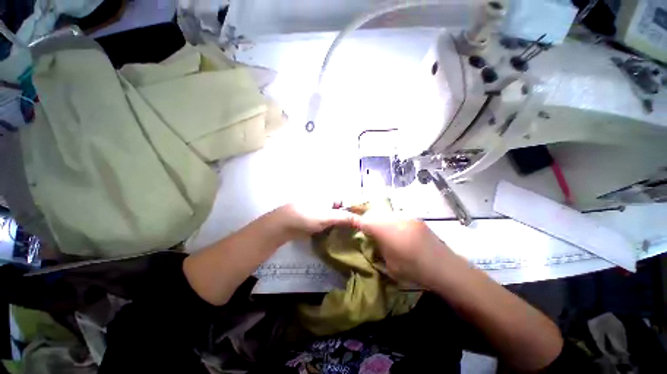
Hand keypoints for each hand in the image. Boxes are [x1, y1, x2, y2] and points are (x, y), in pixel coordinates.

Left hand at [271, 203, 359, 239]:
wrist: (284, 225)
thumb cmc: (307, 216)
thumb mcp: (328, 216)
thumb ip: (346, 218)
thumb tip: (363, 221)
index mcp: (330, 198)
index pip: (348, 202)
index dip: (356, 211)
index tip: (364, 222)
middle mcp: (327, 203)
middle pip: (343, 211)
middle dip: (350, 220)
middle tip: (360, 231)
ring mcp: (321, 213)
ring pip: (336, 219)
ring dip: (343, 226)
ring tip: (353, 236)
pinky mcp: (316, 222)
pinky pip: (329, 225)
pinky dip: (335, 230)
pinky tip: (340, 237)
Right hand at [359, 212, 458, 286]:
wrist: (445, 268)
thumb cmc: (414, 270)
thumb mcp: (389, 264)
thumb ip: (378, 248)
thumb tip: (373, 240)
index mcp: (385, 230)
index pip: (364, 220)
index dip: (354, 220)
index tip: (349, 222)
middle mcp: (394, 218)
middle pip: (374, 213)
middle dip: (367, 219)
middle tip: (366, 229)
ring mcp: (406, 216)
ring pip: (385, 213)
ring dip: (380, 219)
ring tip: (381, 231)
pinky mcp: (415, 218)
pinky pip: (397, 216)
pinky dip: (391, 221)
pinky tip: (396, 231)